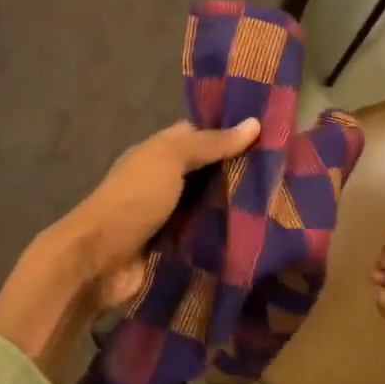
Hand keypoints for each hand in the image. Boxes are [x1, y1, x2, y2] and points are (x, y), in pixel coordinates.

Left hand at [0, 118, 259, 383]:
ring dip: (236, 209)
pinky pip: (204, 238)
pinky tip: (258, 238)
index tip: (271, 135)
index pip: (198, 136)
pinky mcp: (173, 249)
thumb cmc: (133, 200)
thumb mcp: (169, 160)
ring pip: (208, 207)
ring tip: (282, 206)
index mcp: (156, 154)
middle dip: (239, 174)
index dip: (229, 133)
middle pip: (206, 174)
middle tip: (286, 175)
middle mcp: (162, 182)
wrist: (98, 261)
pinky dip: (225, 238)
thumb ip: (209, 143)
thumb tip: (254, 123)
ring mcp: (167, 218)